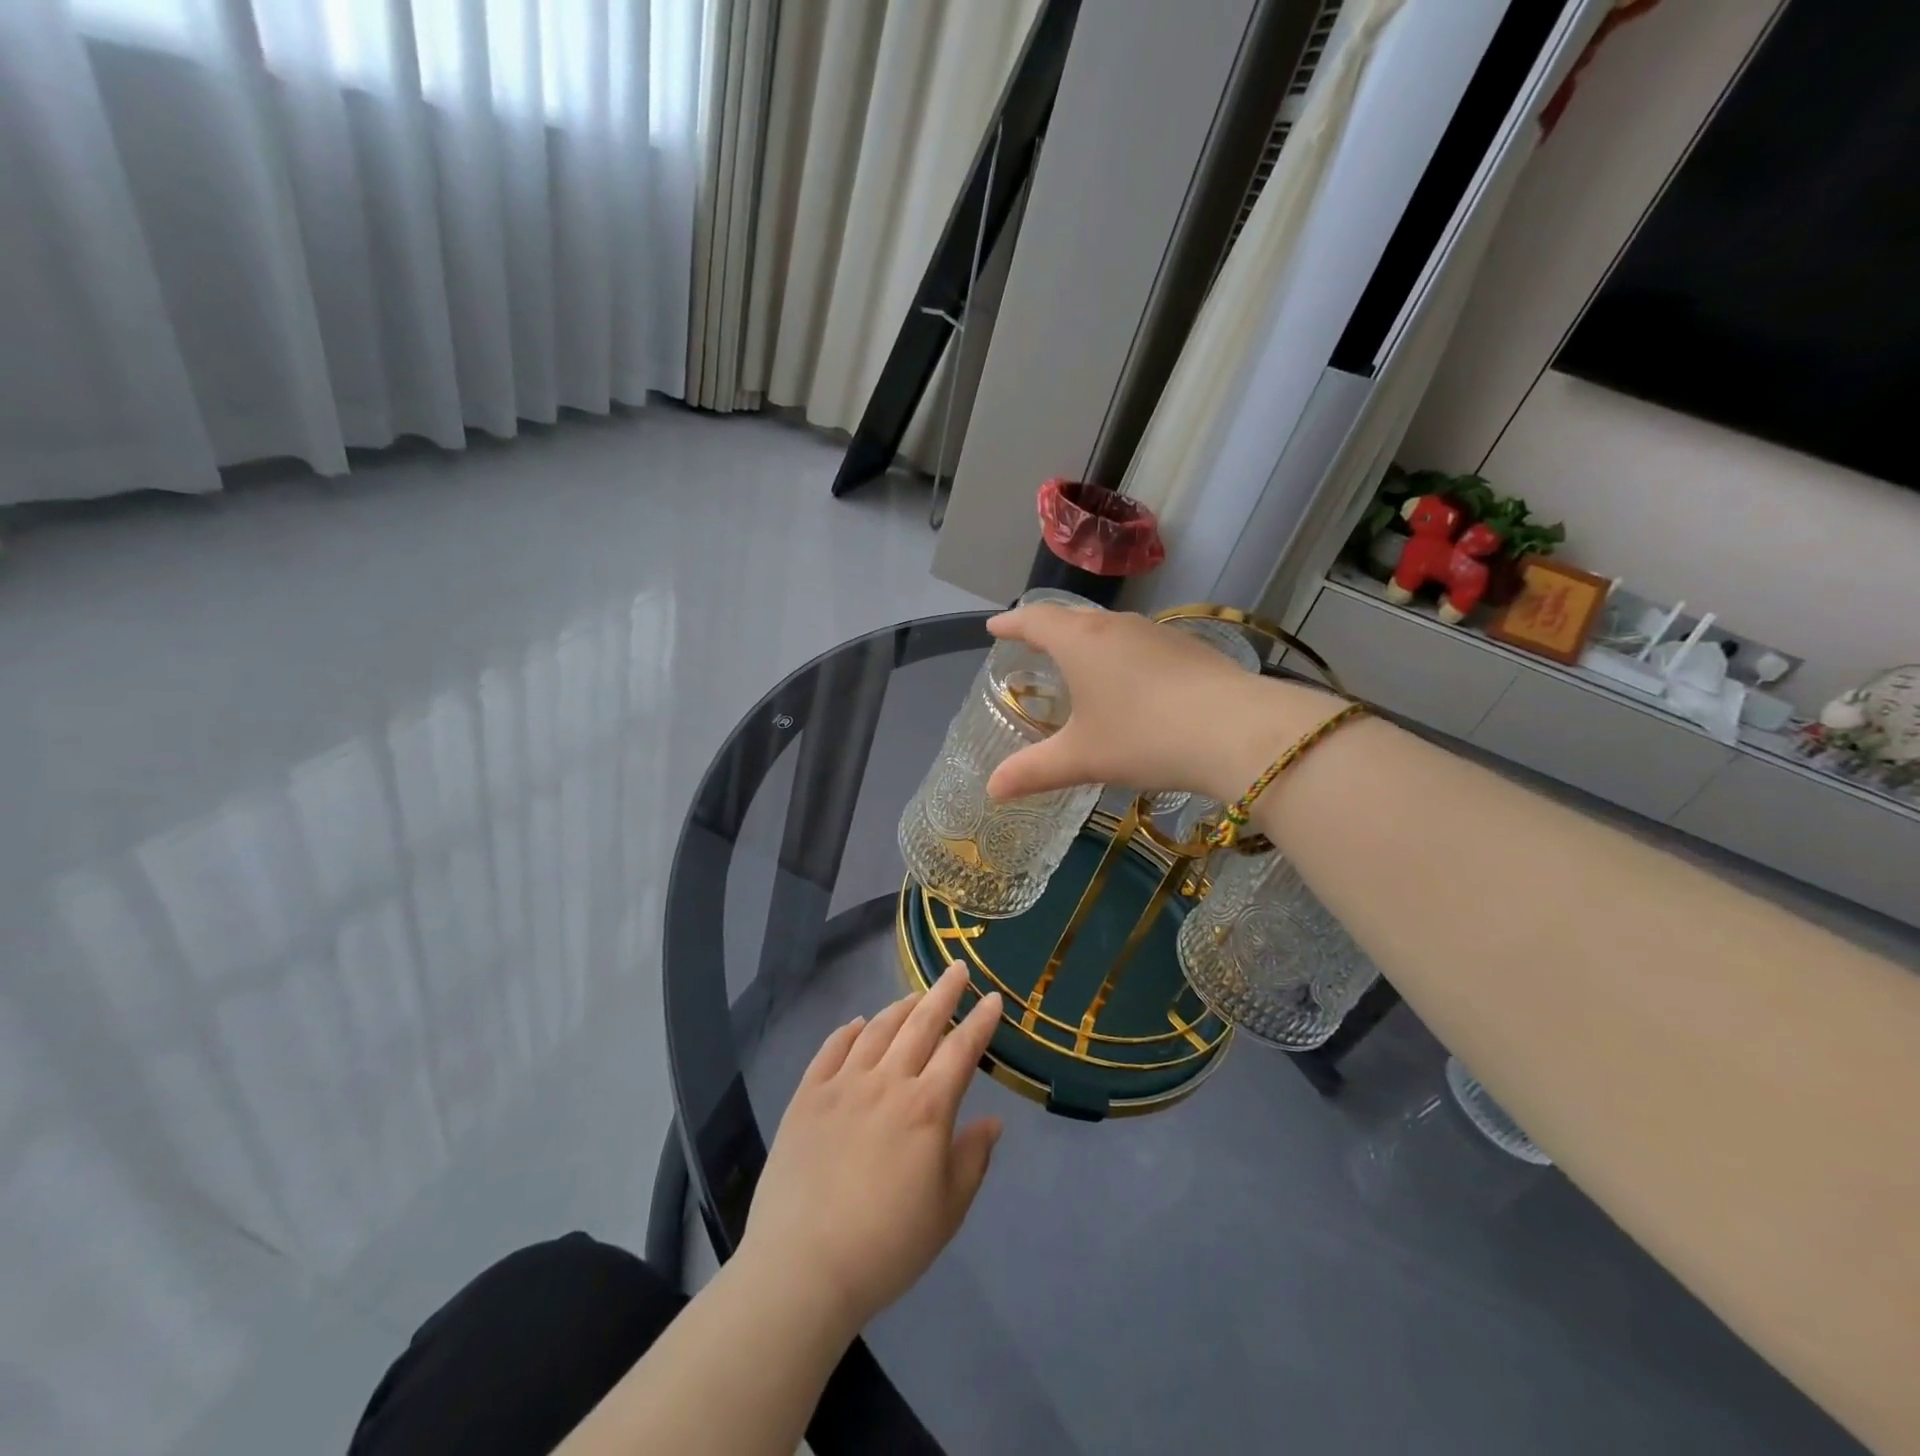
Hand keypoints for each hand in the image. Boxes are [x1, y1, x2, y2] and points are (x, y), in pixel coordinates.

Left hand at [741, 964, 1003, 1334]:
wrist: (803, 1268)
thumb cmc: (887, 1246)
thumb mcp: (948, 1211)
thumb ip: (972, 1158)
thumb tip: (993, 1121)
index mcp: (927, 1108)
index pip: (961, 1049)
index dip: (980, 1021)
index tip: (993, 998)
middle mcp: (887, 1082)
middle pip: (920, 1023)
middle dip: (943, 993)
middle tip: (956, 970)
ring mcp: (843, 1084)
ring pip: (878, 1029)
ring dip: (900, 1008)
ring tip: (914, 996)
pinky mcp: (807, 1096)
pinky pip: (832, 1048)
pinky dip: (850, 1030)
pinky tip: (859, 1024)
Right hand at [984, 605, 1335, 805]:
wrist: (1237, 731)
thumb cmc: (1144, 737)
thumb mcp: (1082, 758)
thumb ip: (1032, 772)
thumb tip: (991, 790)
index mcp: (1081, 641)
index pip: (1035, 620)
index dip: (1011, 624)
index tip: (994, 627)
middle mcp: (1117, 626)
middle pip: (1072, 618)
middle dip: (1048, 629)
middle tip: (1033, 643)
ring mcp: (1158, 633)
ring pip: (1110, 629)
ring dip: (1088, 641)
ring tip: (1080, 663)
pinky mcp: (1190, 649)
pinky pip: (1141, 644)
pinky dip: (1122, 656)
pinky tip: (1134, 684)